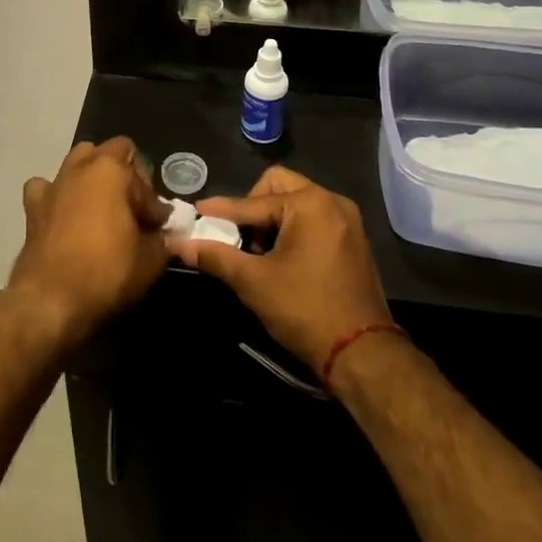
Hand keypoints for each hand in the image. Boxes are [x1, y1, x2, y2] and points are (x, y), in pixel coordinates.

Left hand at [5, 138, 169, 350]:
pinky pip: (46, 188)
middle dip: (124, 175)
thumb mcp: (151, 260)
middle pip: (109, 153)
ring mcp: (53, 184)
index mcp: (111, 170)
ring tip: (102, 208)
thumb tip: (163, 234)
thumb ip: (162, 239)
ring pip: (77, 162)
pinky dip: (57, 196)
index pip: (143, 174)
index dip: (153, 201)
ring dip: (92, 178)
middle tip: (132, 209)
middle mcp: (80, 167)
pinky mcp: (32, 207)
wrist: (51, 300)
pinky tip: (64, 214)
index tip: (157, 227)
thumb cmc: (107, 272)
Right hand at [167, 166, 390, 375]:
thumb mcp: (253, 282)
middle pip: (278, 186)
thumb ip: (215, 257)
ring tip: (259, 253)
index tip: (196, 211)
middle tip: (239, 238)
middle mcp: (332, 201)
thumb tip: (178, 245)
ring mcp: (347, 220)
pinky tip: (282, 259)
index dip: (222, 210)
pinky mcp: (353, 240)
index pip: (253, 202)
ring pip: (296, 202)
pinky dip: (293, 229)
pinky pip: (314, 218)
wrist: (362, 354)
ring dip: (272, 220)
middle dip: (253, 208)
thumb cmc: (305, 310)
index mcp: (310, 203)